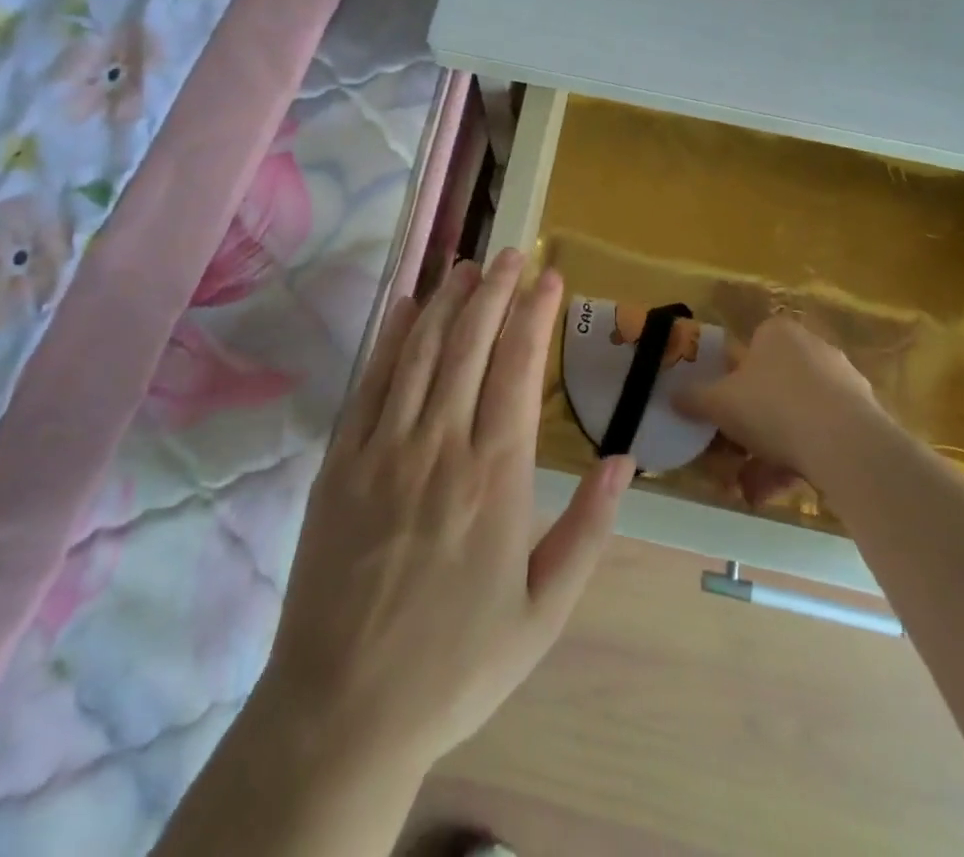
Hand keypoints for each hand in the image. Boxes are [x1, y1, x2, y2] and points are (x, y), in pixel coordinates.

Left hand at [262, 250, 633, 775]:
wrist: (344, 710)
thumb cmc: (457, 663)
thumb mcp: (543, 612)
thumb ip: (588, 531)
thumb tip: (624, 460)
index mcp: (494, 478)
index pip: (517, 369)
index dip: (535, 315)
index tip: (550, 276)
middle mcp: (439, 447)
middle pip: (469, 345)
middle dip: (495, 291)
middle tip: (513, 253)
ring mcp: (382, 449)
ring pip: (419, 353)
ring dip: (446, 301)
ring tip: (468, 266)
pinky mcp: (339, 462)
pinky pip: (369, 384)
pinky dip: (390, 338)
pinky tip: (404, 307)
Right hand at [674, 314, 882, 485]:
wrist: (845, 444)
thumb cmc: (772, 406)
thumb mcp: (718, 403)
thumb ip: (693, 398)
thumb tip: (672, 396)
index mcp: (777, 333)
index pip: (750, 347)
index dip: (732, 380)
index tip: (722, 410)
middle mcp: (812, 349)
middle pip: (772, 387)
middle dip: (750, 426)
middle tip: (732, 456)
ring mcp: (842, 384)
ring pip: (795, 417)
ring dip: (769, 453)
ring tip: (751, 489)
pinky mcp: (863, 418)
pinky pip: (820, 437)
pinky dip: (798, 462)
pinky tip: (778, 492)